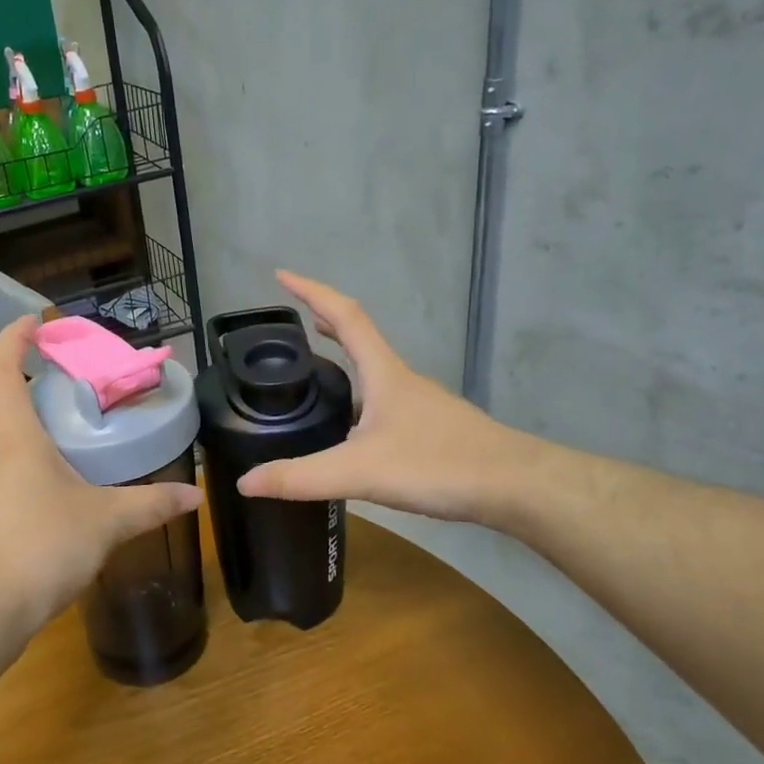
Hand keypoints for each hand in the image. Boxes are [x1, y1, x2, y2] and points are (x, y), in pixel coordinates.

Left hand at [0, 316, 202, 636]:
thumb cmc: (42, 547)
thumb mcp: (107, 522)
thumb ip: (152, 505)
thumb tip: (196, 495)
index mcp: (15, 440)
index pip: (1, 372)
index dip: (12, 340)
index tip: (32, 323)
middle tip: (36, 391)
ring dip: (2, 429)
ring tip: (49, 440)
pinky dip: (9, 471)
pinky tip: (45, 493)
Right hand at [235, 271, 538, 527]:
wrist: (518, 487)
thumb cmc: (439, 465)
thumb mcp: (360, 472)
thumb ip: (301, 478)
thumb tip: (245, 482)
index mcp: (384, 373)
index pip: (345, 316)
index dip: (312, 292)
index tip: (282, 275)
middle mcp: (403, 380)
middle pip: (362, 336)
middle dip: (326, 321)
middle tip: (297, 320)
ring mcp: (423, 404)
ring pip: (377, 371)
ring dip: (347, 358)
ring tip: (318, 370)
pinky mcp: (435, 430)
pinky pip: (388, 400)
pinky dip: (362, 395)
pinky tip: (356, 429)